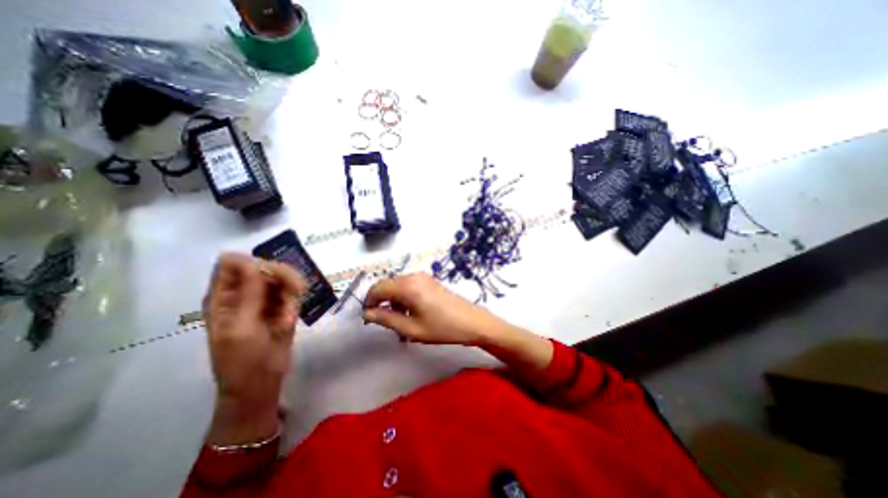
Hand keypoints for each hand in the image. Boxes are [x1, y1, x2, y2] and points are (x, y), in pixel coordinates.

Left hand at [203, 252, 307, 442]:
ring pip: (284, 277)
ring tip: (291, 314)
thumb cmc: (242, 360)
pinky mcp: (282, 306)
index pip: (232, 262)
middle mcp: (244, 293)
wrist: (261, 383)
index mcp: (223, 296)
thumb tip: (252, 262)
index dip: (253, 263)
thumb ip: (249, 294)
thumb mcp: (242, 328)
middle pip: (265, 265)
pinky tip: (291, 321)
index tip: (270, 276)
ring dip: (293, 292)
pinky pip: (293, 293)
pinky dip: (295, 304)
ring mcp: (265, 299)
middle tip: (298, 292)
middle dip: (283, 276)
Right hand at [361, 272, 505, 346]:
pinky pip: (408, 286)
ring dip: (392, 301)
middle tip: (385, 322)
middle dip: (381, 302)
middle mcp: (413, 276)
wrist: (472, 322)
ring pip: (397, 285)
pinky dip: (403, 297)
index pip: (377, 288)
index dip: (369, 302)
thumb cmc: (442, 328)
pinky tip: (411, 313)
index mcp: (407, 286)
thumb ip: (386, 319)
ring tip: (400, 321)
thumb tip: (367, 314)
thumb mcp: (411, 329)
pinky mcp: (429, 281)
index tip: (369, 319)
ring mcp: (423, 277)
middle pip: (387, 285)